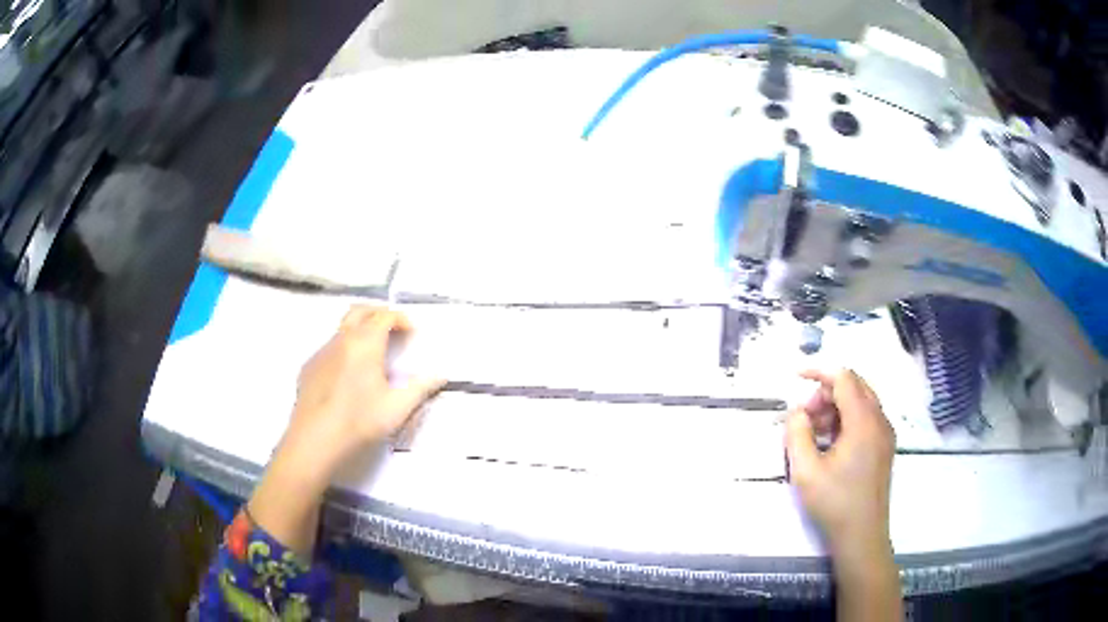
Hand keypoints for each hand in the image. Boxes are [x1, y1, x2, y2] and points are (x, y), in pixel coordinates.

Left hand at [248, 307, 442, 556]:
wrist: (314, 439)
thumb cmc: (359, 422)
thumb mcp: (397, 408)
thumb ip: (421, 388)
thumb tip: (441, 374)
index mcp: (365, 343)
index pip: (385, 316)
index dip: (401, 319)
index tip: (412, 333)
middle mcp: (341, 339)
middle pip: (360, 311)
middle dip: (379, 314)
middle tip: (393, 331)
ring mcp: (322, 351)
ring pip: (342, 328)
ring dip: (360, 330)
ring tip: (373, 354)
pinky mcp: (309, 366)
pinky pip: (330, 347)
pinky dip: (345, 348)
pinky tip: (349, 375)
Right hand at [784, 369, 894, 555]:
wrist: (862, 536)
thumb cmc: (834, 504)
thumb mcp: (805, 471)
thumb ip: (796, 434)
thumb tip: (796, 412)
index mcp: (863, 422)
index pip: (844, 378)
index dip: (819, 372)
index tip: (795, 377)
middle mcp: (880, 420)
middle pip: (855, 386)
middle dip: (826, 392)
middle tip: (804, 417)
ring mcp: (886, 434)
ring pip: (862, 401)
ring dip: (836, 407)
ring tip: (814, 433)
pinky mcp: (885, 447)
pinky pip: (867, 418)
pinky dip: (847, 420)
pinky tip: (831, 444)